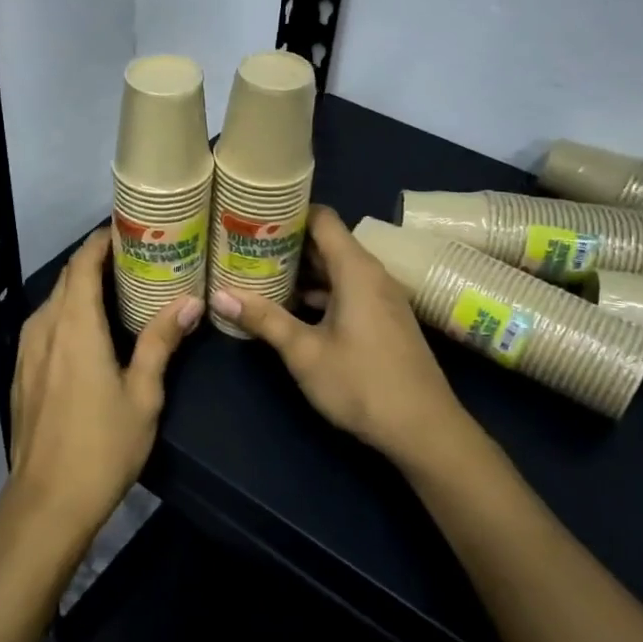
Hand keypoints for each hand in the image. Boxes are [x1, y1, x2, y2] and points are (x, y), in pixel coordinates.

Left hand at [1, 227, 201, 548]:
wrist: (46, 502)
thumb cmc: (102, 446)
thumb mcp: (143, 394)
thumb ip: (160, 342)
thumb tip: (190, 302)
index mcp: (75, 326)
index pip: (83, 265)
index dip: (101, 242)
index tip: (127, 228)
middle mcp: (44, 329)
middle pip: (67, 280)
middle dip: (95, 261)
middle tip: (135, 256)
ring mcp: (27, 352)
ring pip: (53, 303)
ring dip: (81, 288)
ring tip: (117, 287)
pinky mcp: (22, 373)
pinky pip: (45, 326)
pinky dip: (67, 313)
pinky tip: (89, 329)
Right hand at [209, 205, 465, 464]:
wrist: (424, 429)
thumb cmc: (362, 383)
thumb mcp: (305, 352)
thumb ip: (264, 319)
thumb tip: (218, 294)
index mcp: (356, 270)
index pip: (322, 218)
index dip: (288, 212)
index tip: (252, 217)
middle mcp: (372, 274)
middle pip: (327, 242)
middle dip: (287, 243)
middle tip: (245, 245)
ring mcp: (380, 297)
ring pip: (336, 269)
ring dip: (301, 271)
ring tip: (259, 273)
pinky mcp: (383, 318)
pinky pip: (347, 290)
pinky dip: (319, 292)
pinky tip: (290, 307)